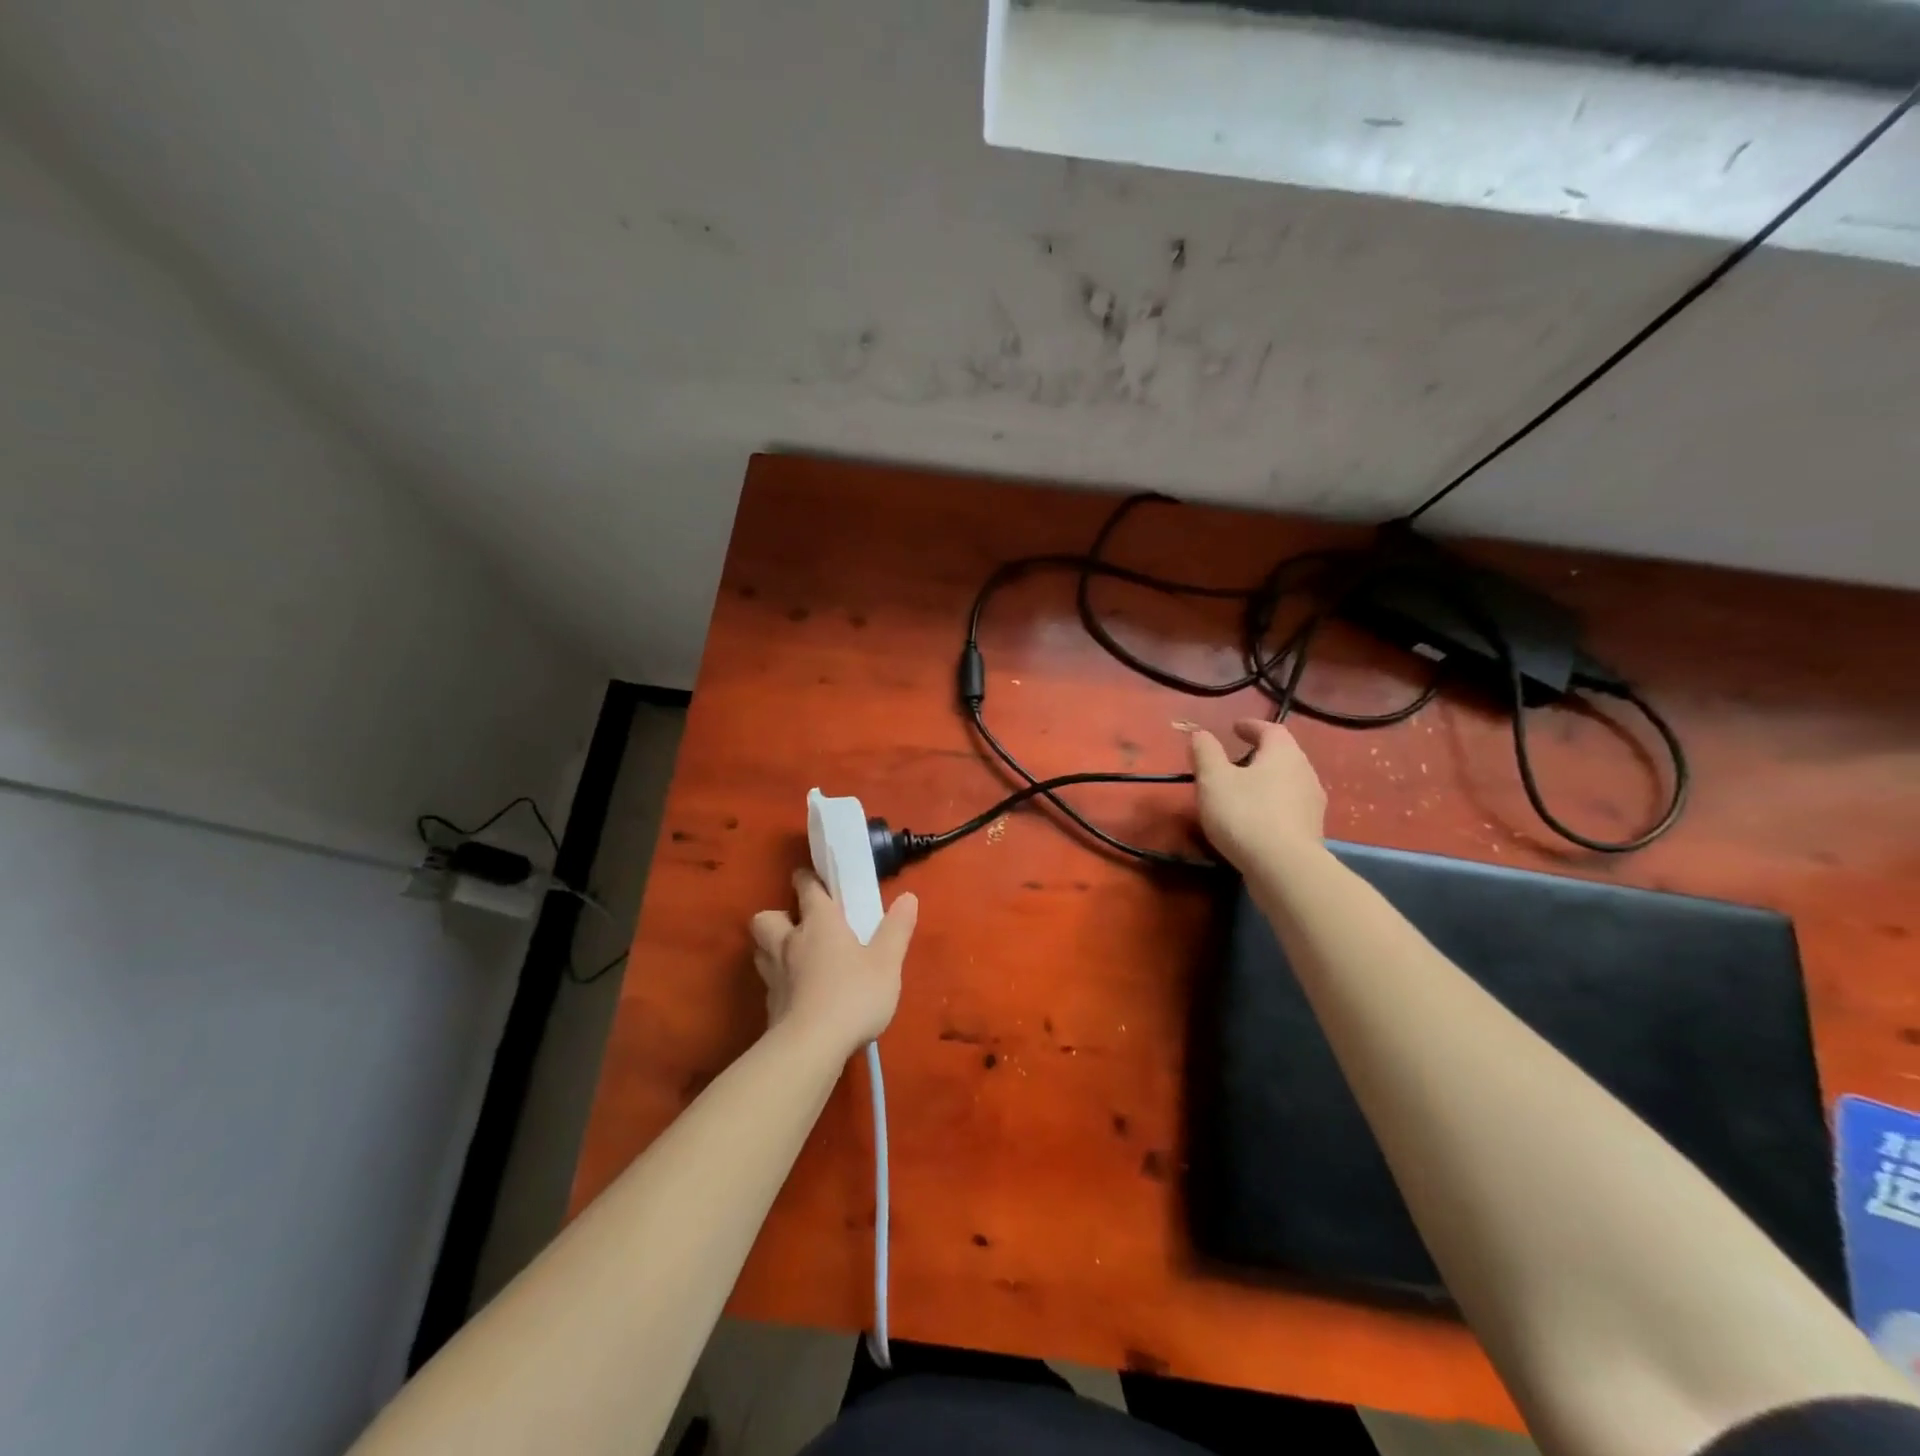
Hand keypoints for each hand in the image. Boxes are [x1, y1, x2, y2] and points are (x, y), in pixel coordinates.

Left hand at [749, 870, 917, 1055]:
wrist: (811, 1047)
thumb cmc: (853, 995)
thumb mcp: (887, 962)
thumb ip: (897, 929)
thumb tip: (908, 897)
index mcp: (819, 923)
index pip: (806, 888)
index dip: (808, 879)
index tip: (813, 878)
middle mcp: (790, 942)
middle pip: (766, 917)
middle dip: (778, 915)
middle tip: (798, 925)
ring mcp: (774, 974)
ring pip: (760, 949)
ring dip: (772, 947)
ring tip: (793, 957)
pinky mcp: (769, 1005)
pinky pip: (768, 982)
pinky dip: (779, 981)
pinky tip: (796, 993)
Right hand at [1189, 718, 1326, 871]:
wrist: (1283, 868)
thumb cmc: (1245, 813)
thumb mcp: (1213, 779)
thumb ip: (1206, 752)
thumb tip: (1201, 733)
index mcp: (1283, 753)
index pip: (1270, 729)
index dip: (1251, 726)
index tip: (1235, 727)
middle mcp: (1305, 772)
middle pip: (1283, 755)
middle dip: (1260, 754)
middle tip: (1236, 759)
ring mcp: (1312, 804)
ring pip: (1288, 782)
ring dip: (1267, 781)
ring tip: (1244, 790)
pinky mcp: (1312, 831)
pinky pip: (1289, 807)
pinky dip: (1273, 805)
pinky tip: (1256, 818)